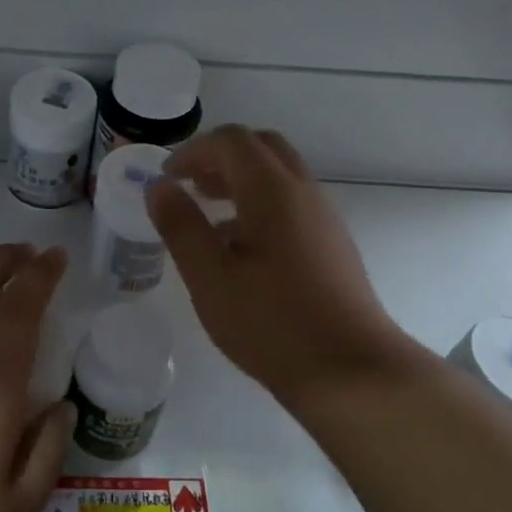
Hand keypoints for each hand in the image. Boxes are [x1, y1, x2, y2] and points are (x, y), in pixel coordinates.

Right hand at [146, 126, 409, 403]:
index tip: (166, 178)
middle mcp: (303, 192)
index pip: (231, 141)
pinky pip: (291, 202)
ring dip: (240, 180)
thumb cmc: (272, 323)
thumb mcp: (210, 278)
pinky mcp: (332, 243)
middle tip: (190, 186)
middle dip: (219, 157)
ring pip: (279, 174)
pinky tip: (240, 248)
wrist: (351, 371)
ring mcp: (323, 217)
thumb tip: (160, 187)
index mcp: (272, 191)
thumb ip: (181, 226)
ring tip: (208, 214)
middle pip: (261, 147)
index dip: (193, 151)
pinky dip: (260, 203)